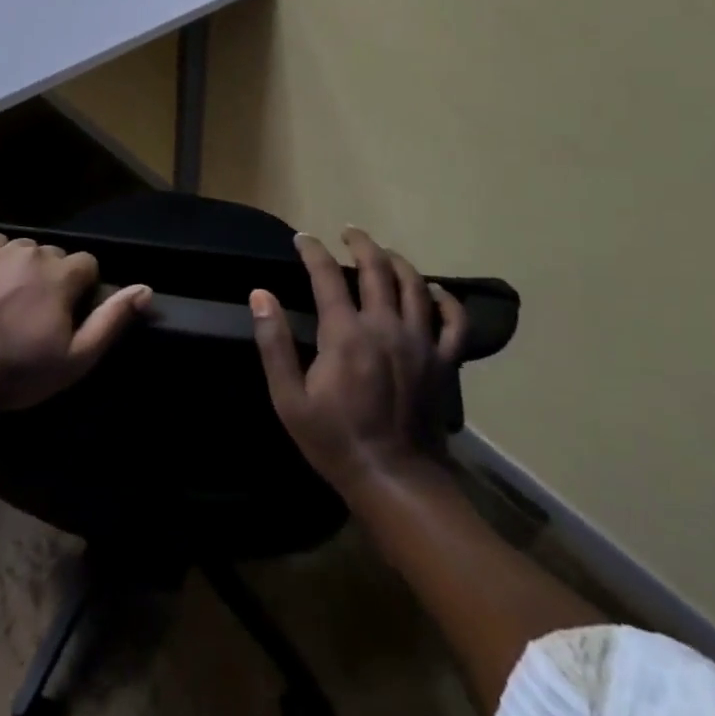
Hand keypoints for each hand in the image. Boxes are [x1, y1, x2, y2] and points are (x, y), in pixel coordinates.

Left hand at [0, 235, 150, 411]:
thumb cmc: (22, 371)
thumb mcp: (77, 356)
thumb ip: (113, 319)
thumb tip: (146, 289)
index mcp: (62, 274)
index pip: (88, 264)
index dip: (83, 289)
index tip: (69, 315)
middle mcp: (33, 253)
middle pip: (57, 256)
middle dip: (57, 278)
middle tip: (41, 313)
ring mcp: (1, 252)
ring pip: (29, 249)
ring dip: (30, 267)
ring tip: (17, 300)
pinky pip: (0, 245)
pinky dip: (4, 259)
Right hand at [250, 227, 466, 495]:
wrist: (396, 482)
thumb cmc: (335, 441)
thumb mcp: (289, 398)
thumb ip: (273, 343)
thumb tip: (260, 294)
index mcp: (345, 333)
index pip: (326, 275)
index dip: (312, 251)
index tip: (301, 239)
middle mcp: (385, 327)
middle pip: (376, 268)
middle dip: (360, 243)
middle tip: (347, 232)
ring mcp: (420, 343)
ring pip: (415, 285)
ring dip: (397, 261)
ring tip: (383, 252)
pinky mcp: (444, 363)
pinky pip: (454, 322)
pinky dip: (446, 300)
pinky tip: (435, 290)